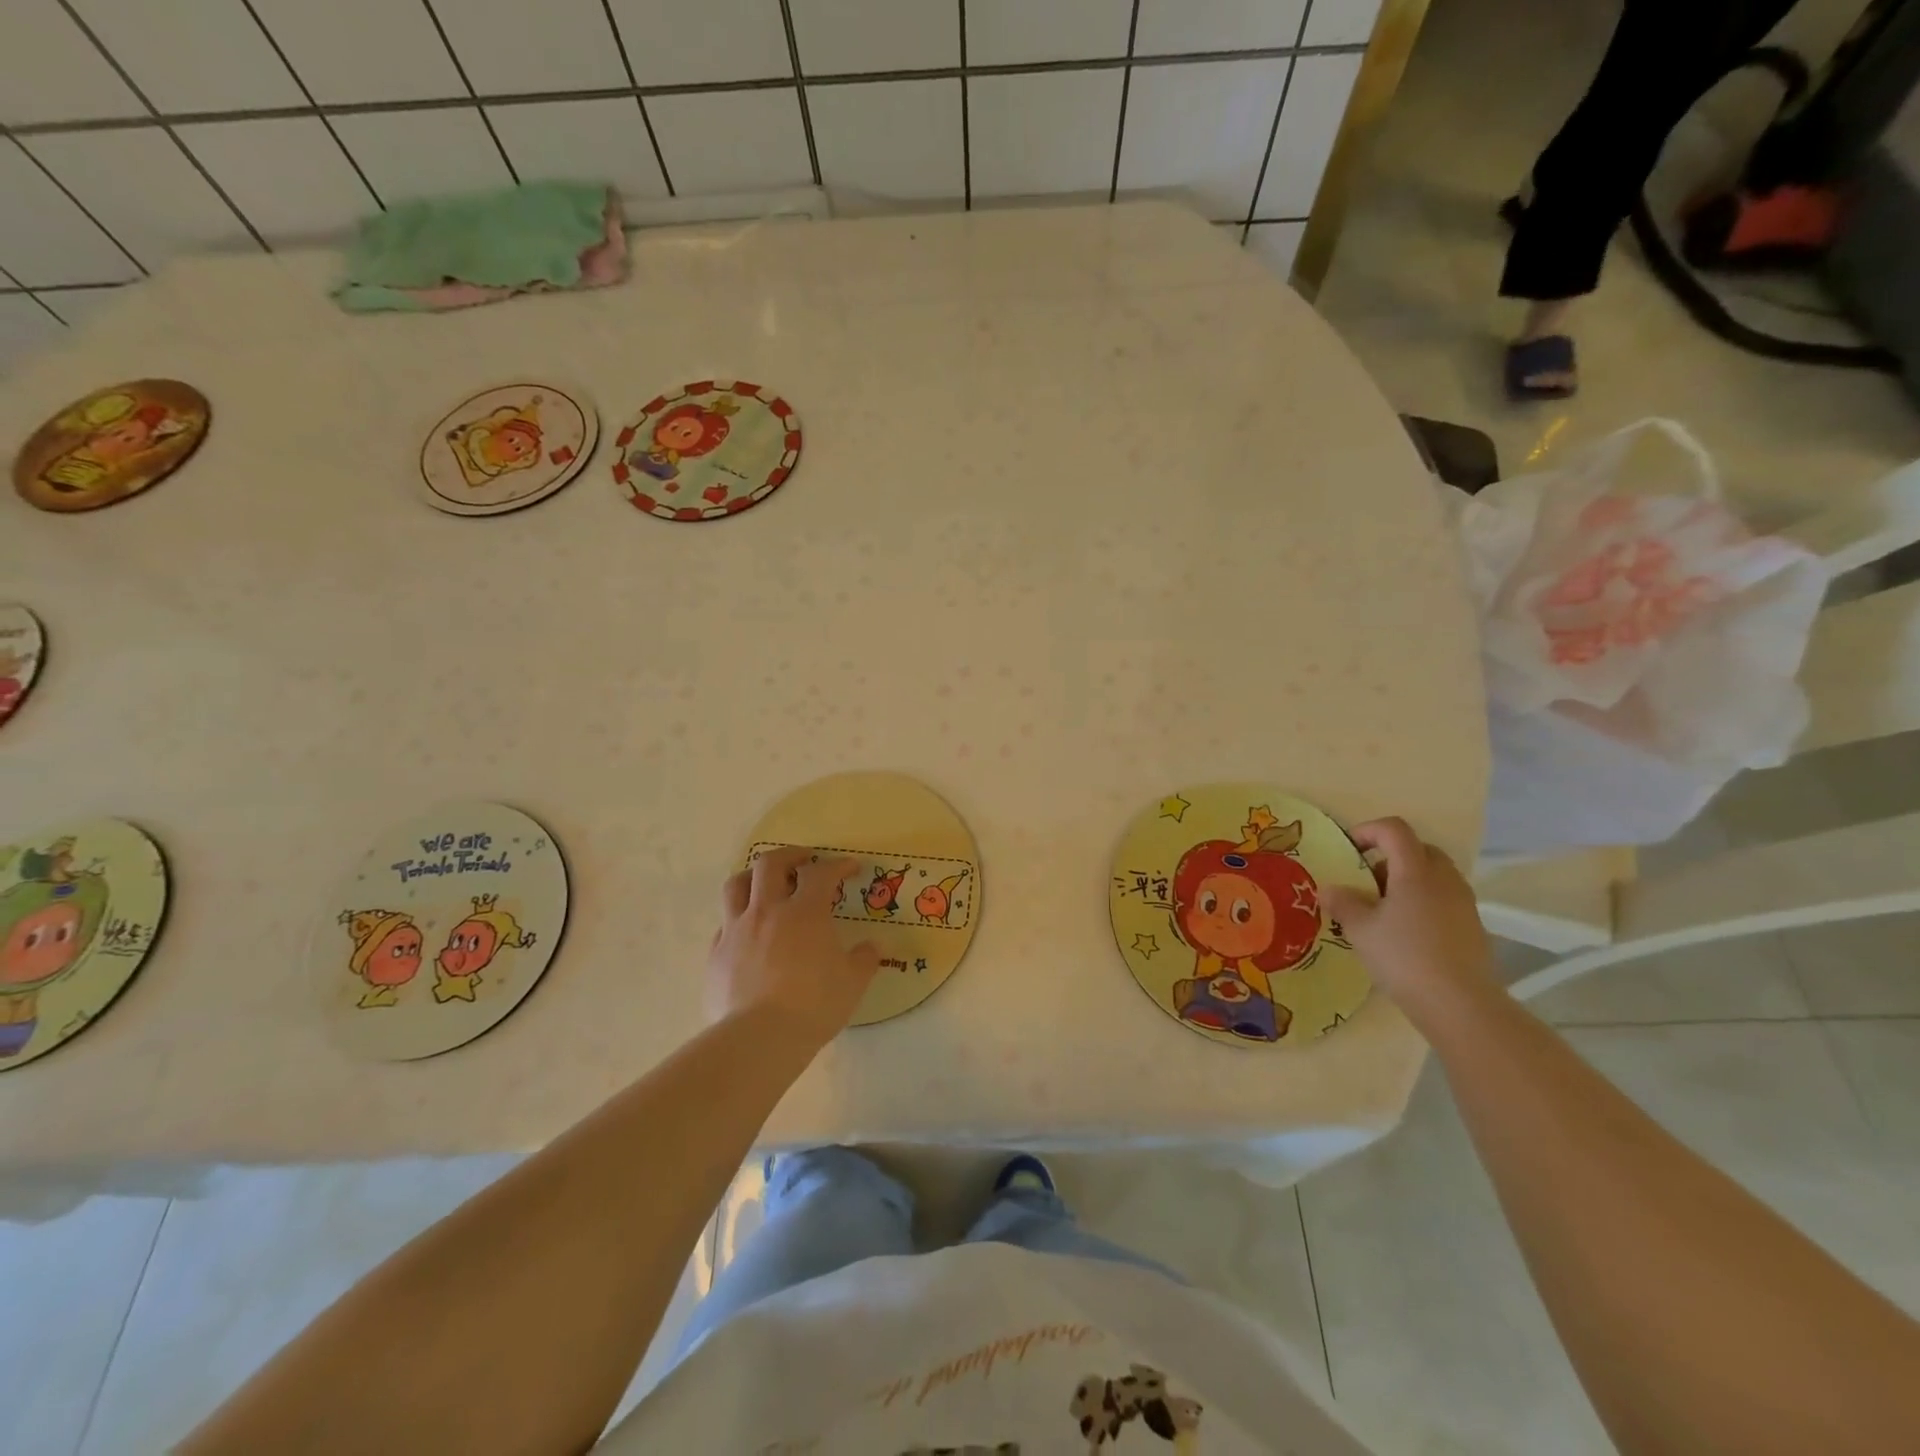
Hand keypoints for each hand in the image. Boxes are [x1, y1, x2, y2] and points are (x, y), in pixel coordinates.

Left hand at [707, 847, 880, 1050]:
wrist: (758, 1039)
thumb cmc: (813, 1005)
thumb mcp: (852, 983)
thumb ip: (864, 959)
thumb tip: (873, 947)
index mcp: (804, 913)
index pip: (821, 873)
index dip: (837, 865)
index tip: (850, 868)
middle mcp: (767, 911)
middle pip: (770, 864)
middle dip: (790, 855)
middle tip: (804, 860)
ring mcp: (736, 931)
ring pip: (736, 885)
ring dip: (752, 877)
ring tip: (766, 883)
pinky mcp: (716, 955)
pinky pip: (724, 925)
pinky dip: (738, 920)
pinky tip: (748, 934)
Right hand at [1322, 817, 1494, 1023]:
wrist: (1460, 1005)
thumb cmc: (1404, 957)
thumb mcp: (1360, 929)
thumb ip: (1342, 903)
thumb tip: (1329, 889)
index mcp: (1415, 871)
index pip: (1394, 829)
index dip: (1368, 831)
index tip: (1348, 850)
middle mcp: (1444, 879)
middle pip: (1419, 848)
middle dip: (1390, 856)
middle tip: (1368, 880)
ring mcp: (1463, 903)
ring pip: (1434, 874)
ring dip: (1407, 880)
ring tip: (1384, 909)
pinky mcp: (1472, 927)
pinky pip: (1444, 898)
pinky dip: (1423, 902)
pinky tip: (1406, 932)